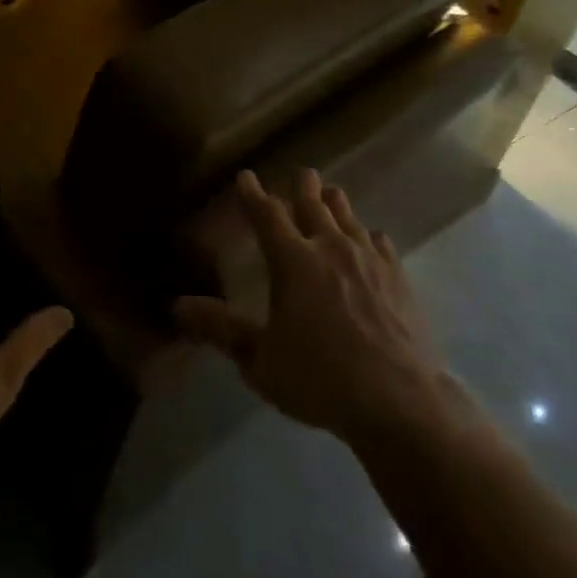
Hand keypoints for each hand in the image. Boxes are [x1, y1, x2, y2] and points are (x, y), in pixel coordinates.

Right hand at [175, 169, 456, 446]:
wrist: (399, 401)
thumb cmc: (320, 379)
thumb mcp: (260, 360)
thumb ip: (220, 329)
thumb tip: (177, 306)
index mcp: (292, 261)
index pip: (266, 214)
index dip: (252, 194)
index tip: (245, 176)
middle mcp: (330, 247)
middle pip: (313, 202)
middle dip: (302, 185)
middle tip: (299, 176)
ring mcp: (368, 258)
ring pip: (347, 214)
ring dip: (334, 203)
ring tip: (330, 196)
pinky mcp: (398, 275)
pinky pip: (378, 241)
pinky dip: (366, 235)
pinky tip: (369, 242)